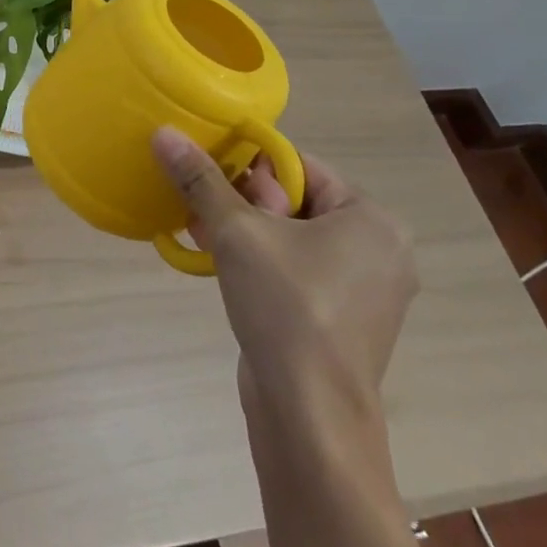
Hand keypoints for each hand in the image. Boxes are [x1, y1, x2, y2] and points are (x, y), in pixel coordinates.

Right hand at [151, 128, 417, 412]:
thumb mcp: (236, 232)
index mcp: (372, 219)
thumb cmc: (286, 307)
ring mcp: (367, 291)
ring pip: (294, 238)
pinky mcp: (346, 321)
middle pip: (296, 201)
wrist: (310, 415)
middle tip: (204, 213)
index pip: (299, 166)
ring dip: (246, 232)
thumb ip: (201, 179)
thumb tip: (165, 132)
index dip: (249, 167)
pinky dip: (263, 263)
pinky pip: (299, 271)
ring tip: (202, 234)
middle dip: (242, 203)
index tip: (212, 182)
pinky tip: (224, 267)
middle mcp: (381, 249)